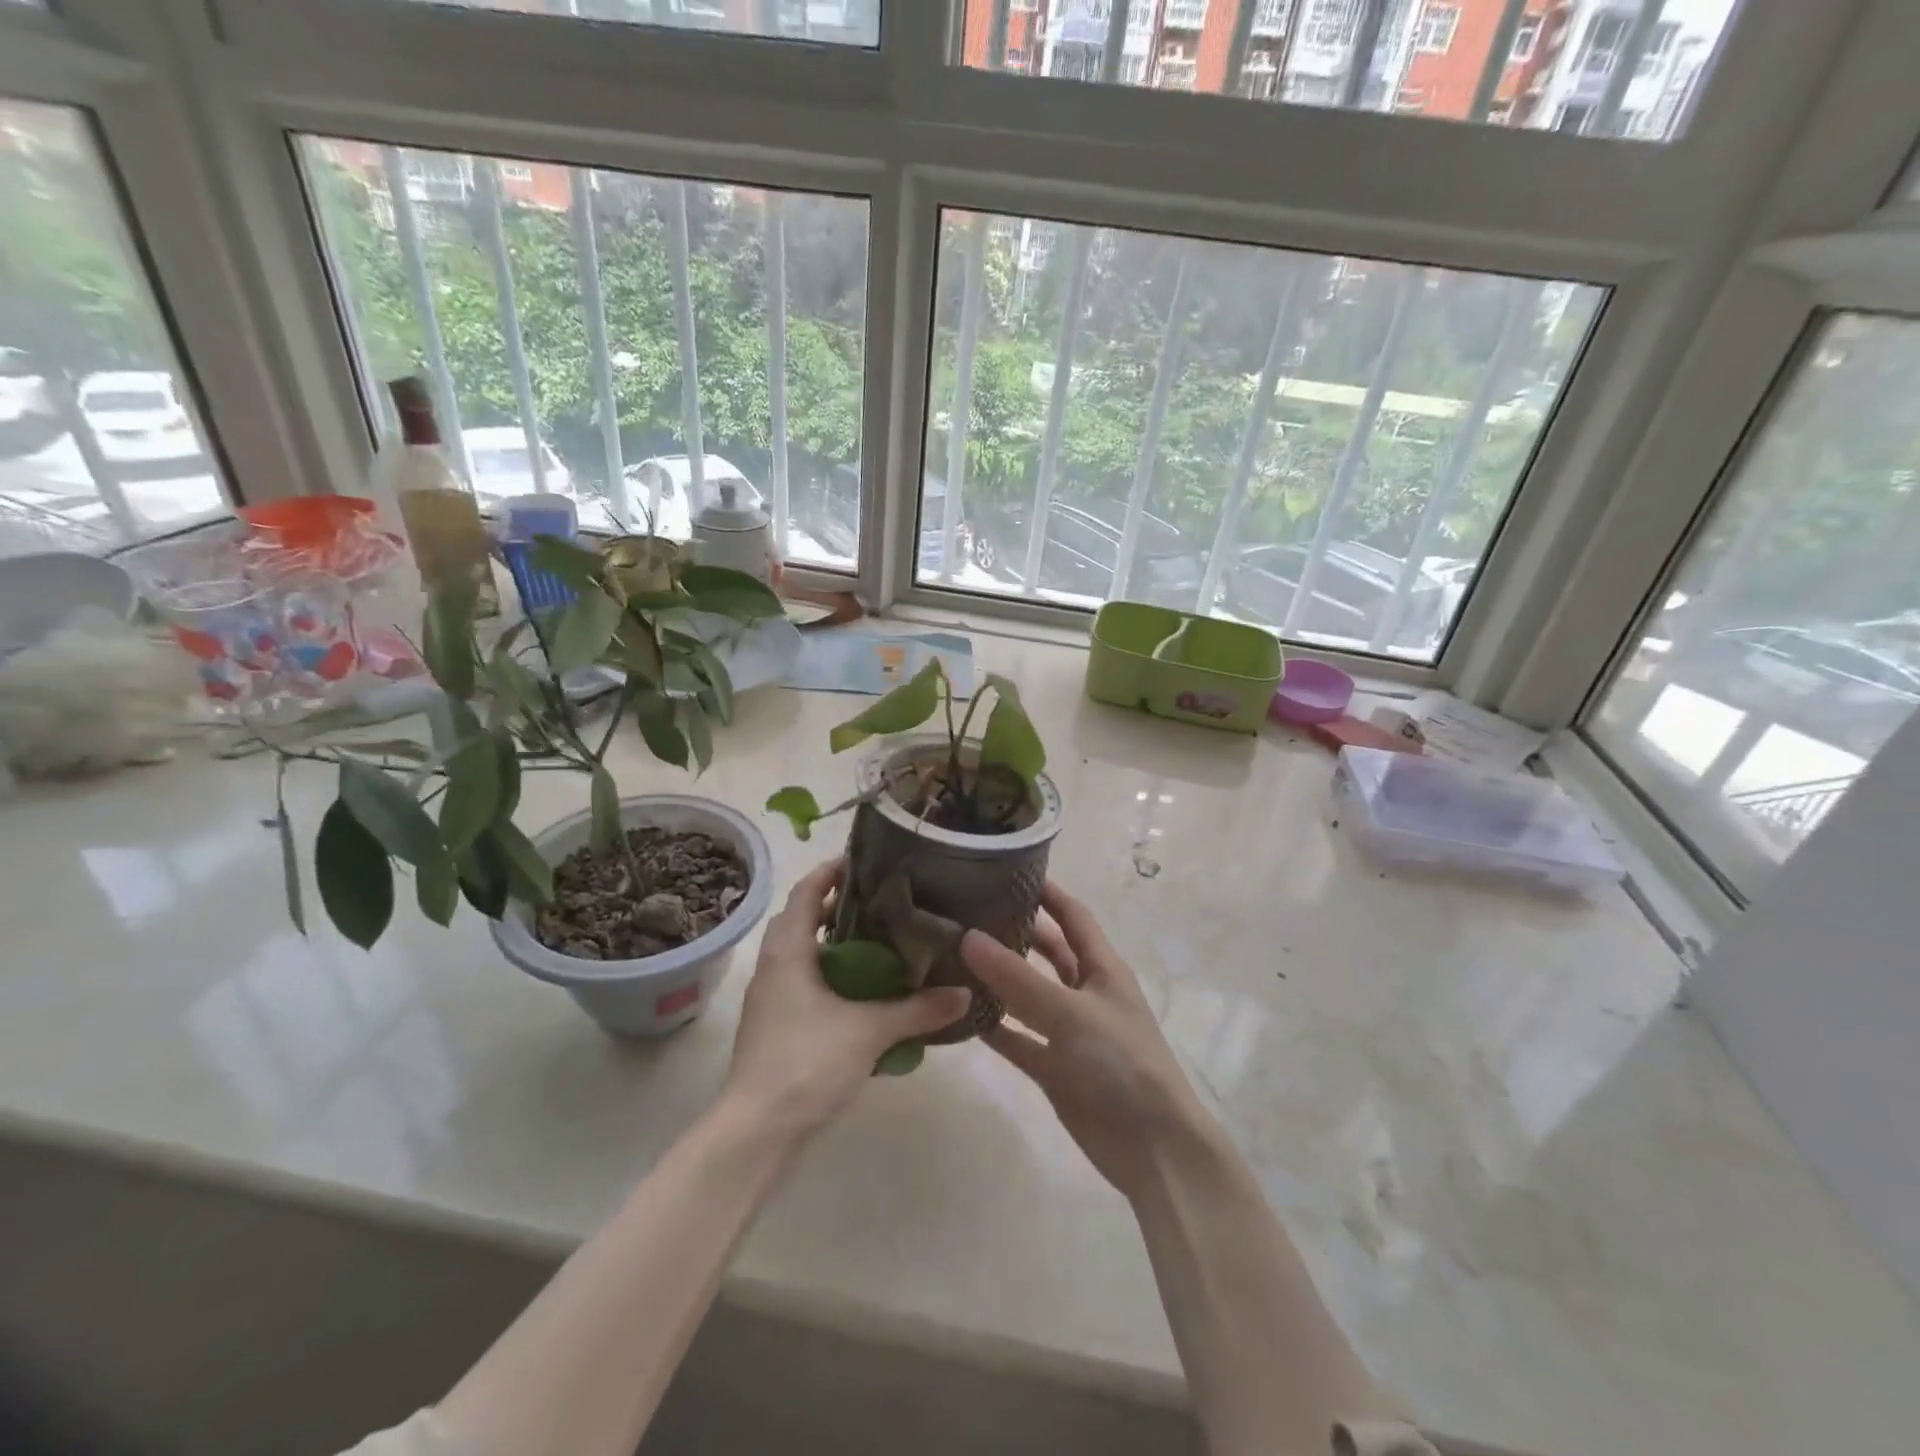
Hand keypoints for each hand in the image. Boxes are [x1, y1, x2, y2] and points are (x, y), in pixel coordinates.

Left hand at [725, 858, 970, 1138]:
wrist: (756, 1131)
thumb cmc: (806, 1063)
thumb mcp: (870, 1031)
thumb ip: (918, 1010)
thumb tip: (965, 993)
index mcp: (788, 952)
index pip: (804, 892)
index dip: (829, 872)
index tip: (863, 861)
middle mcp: (774, 967)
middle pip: (801, 919)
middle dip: (836, 907)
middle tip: (880, 903)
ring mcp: (771, 999)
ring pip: (802, 954)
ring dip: (833, 943)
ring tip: (878, 943)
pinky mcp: (775, 1026)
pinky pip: (804, 983)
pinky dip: (831, 976)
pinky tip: (863, 994)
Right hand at [962, 884, 1208, 1200]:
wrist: (1152, 1148)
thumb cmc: (1121, 1063)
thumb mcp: (1070, 1013)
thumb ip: (1018, 978)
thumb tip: (968, 936)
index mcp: (1102, 968)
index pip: (1073, 916)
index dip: (1047, 892)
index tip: (1007, 870)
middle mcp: (1085, 992)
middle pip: (1048, 952)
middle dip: (1015, 932)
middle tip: (968, 912)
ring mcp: (1069, 1031)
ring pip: (1028, 995)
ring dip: (999, 979)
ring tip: (955, 956)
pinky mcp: (1054, 1067)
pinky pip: (1019, 1038)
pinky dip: (995, 1028)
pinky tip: (961, 1015)